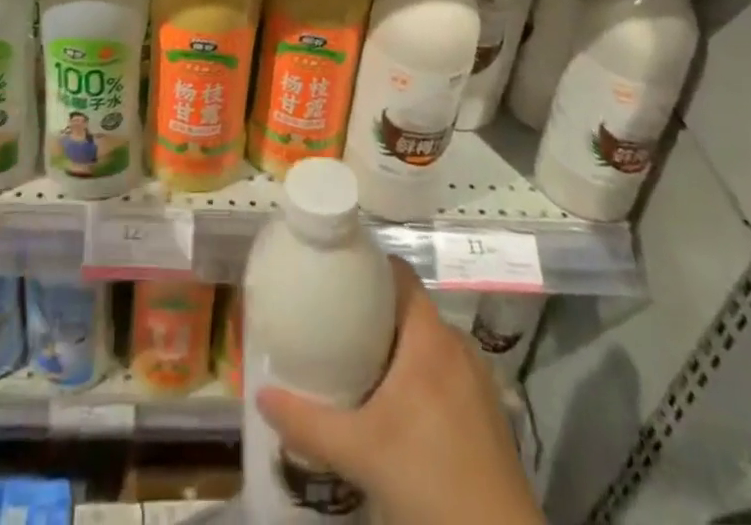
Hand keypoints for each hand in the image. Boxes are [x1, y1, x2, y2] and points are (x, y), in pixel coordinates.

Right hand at [256, 260, 538, 524]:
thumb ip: (308, 421)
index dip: (368, 266)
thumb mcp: (359, 452)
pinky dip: (420, 374)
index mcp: (430, 336)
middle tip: (335, 324)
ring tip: (359, 363)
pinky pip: (446, 371)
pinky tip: (398, 407)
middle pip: (410, 308)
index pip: (399, 273)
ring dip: (397, 347)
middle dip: (374, 312)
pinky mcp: (489, 413)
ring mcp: (479, 380)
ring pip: (429, 343)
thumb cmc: (429, 482)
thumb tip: (261, 394)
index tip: (336, 274)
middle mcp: (458, 345)